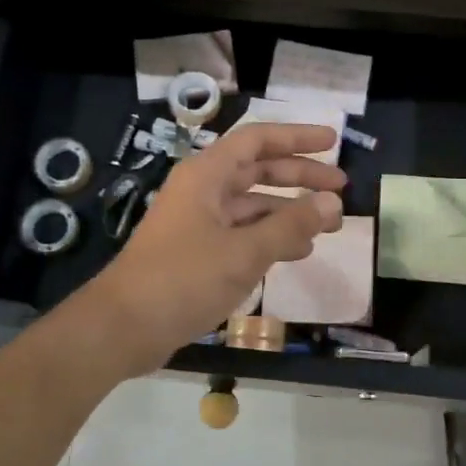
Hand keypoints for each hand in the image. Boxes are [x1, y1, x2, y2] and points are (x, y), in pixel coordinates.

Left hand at [86, 122, 345, 370]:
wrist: (123, 327)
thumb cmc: (183, 279)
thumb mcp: (244, 252)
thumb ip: (290, 225)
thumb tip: (332, 202)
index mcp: (207, 175)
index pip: (258, 140)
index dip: (297, 138)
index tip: (334, 143)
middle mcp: (202, 190)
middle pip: (258, 170)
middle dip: (301, 177)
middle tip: (341, 188)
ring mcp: (198, 221)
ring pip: (252, 205)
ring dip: (289, 211)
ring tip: (328, 226)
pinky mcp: (197, 251)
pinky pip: (242, 232)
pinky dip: (270, 237)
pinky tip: (298, 252)